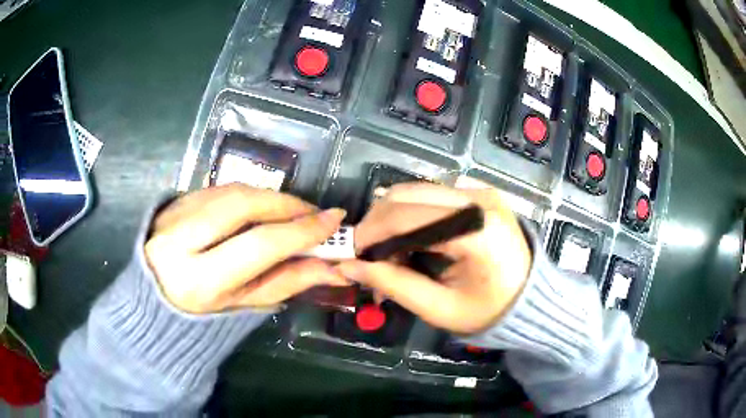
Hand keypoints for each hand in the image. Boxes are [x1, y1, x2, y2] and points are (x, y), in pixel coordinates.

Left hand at [144, 184, 347, 312]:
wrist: (152, 301)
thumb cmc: (201, 316)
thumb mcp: (244, 305)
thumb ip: (288, 282)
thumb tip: (333, 266)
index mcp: (198, 280)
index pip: (260, 245)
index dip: (302, 230)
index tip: (334, 220)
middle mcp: (179, 241)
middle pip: (244, 204)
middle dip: (287, 203)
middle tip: (313, 212)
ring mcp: (172, 215)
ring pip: (231, 191)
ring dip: (268, 196)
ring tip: (291, 211)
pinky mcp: (172, 202)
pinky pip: (217, 189)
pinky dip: (245, 194)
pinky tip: (259, 207)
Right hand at [336, 183, 531, 333]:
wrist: (530, 298)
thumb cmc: (489, 311)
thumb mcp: (440, 308)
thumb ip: (394, 284)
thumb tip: (349, 266)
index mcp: (476, 230)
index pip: (407, 218)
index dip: (370, 233)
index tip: (351, 254)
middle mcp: (478, 200)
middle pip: (407, 196)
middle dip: (377, 223)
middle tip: (368, 256)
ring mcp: (480, 192)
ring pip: (416, 191)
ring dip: (392, 218)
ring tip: (391, 253)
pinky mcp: (479, 193)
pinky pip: (431, 195)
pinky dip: (411, 215)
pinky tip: (412, 241)